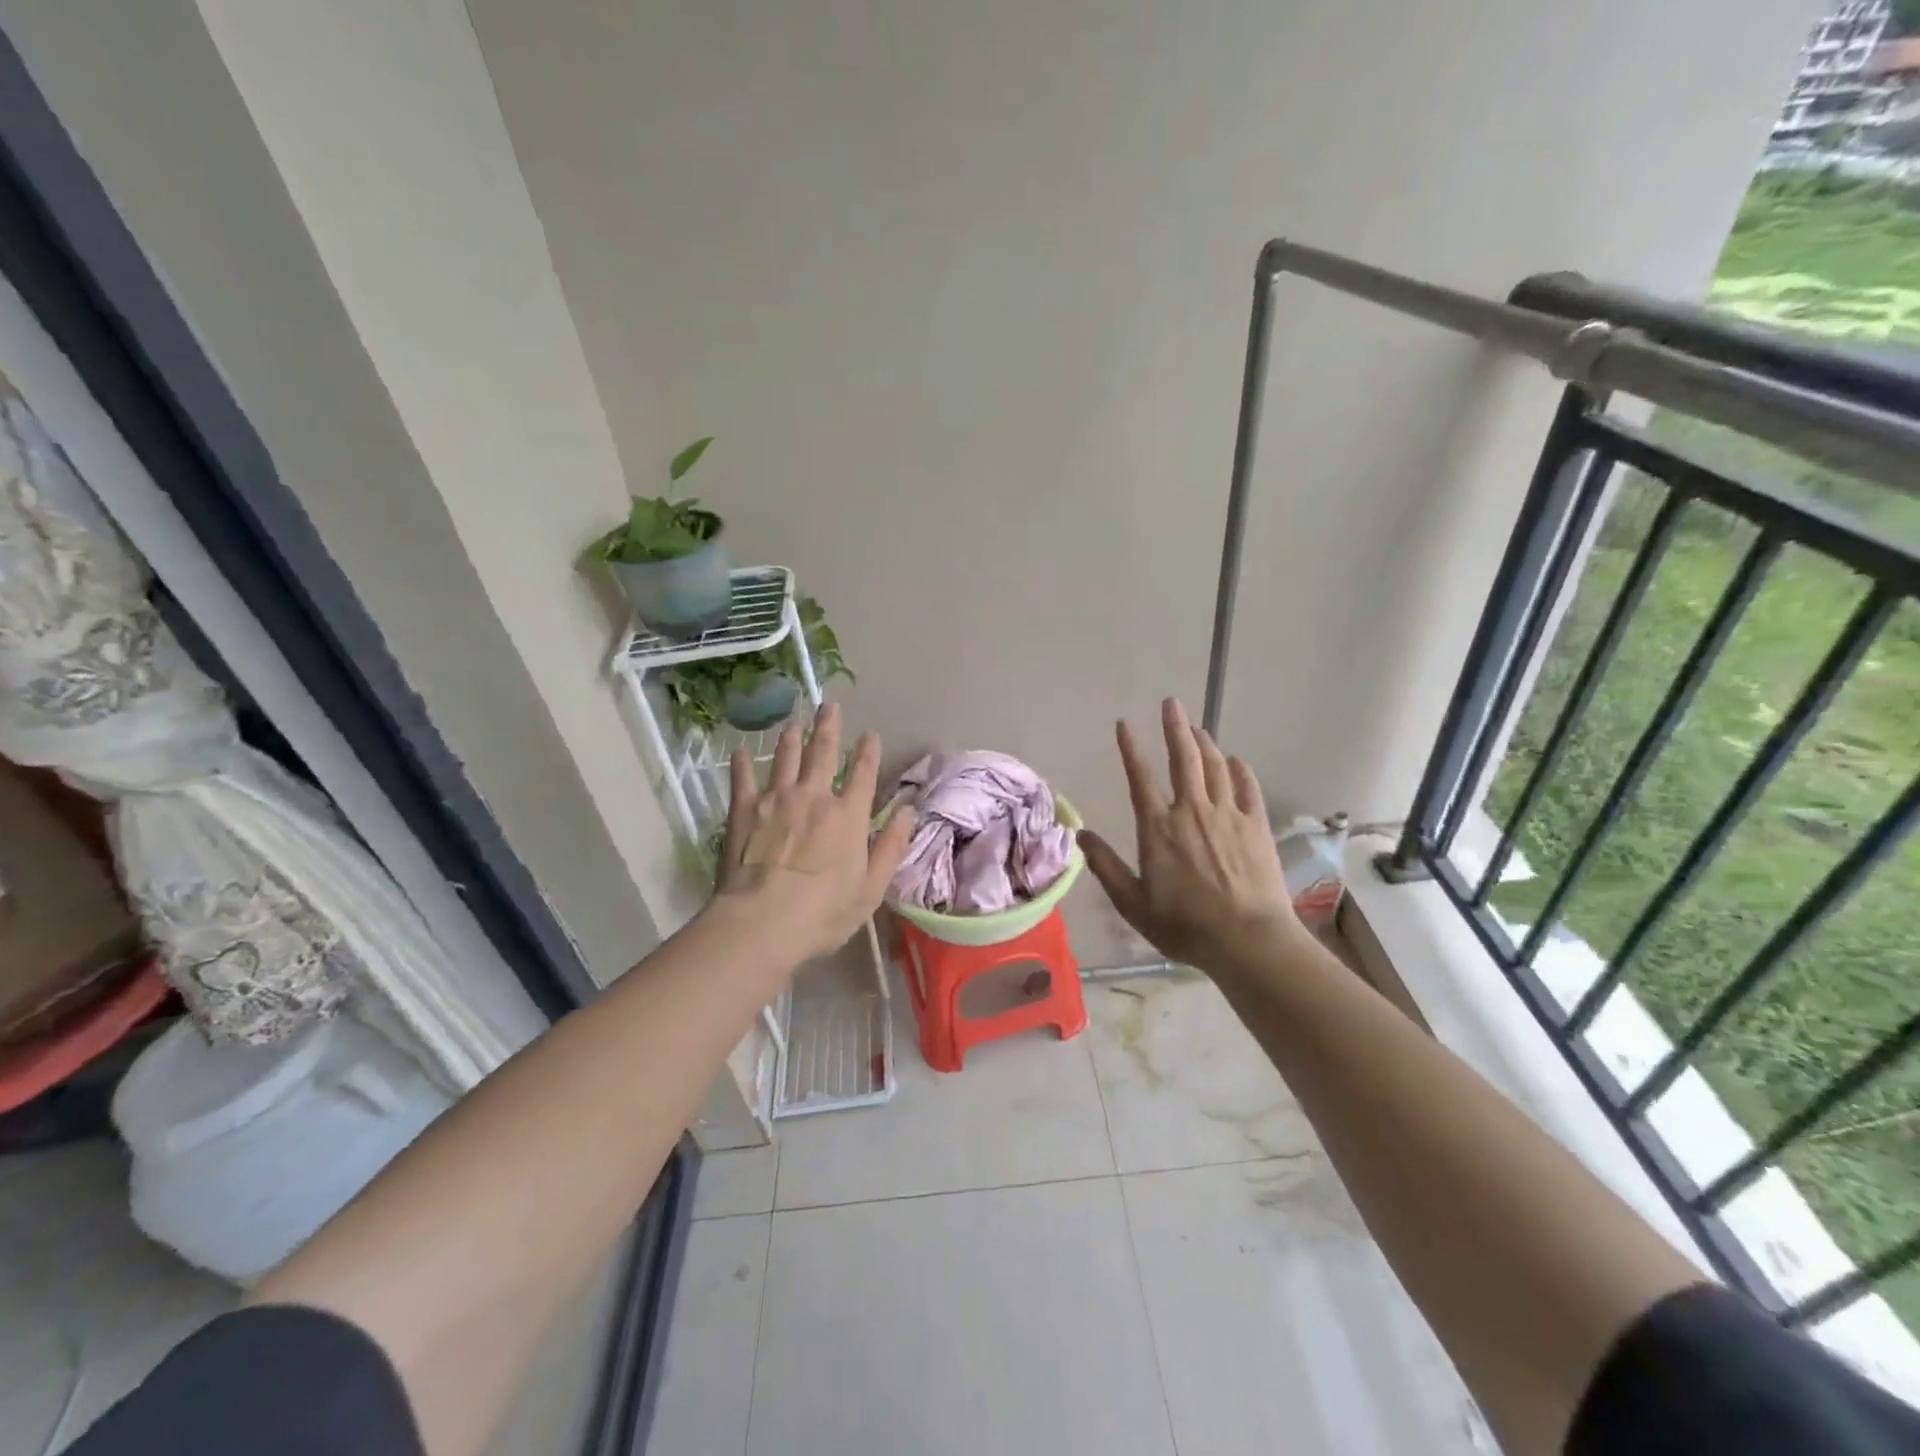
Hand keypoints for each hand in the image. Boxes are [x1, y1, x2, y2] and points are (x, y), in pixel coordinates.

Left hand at [714, 704, 915, 963]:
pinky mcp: (744, 811)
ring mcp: (776, 800)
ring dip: (791, 737)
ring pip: (785, 758)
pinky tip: (740, 752)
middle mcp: (814, 797)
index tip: (870, 735)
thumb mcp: (871, 887)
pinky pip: (743, 779)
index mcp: (848, 815)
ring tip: (793, 722)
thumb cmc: (823, 913)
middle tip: (829, 706)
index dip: (868, 752)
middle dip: (828, 727)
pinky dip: (742, 764)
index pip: (863, 773)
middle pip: (823, 753)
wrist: (761, 923)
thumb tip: (908, 811)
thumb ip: (891, 846)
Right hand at [1080, 698, 1302, 979]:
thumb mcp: (1133, 903)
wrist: (1247, 939)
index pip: (1139, 777)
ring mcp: (1228, 815)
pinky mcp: (1256, 825)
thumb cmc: (1184, 925)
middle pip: (1184, 758)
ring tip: (1198, 729)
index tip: (1124, 724)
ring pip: (1216, 766)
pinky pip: (1248, 787)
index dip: (1130, 748)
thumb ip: (1106, 866)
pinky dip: (1240, 769)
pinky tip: (1236, 760)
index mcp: (1158, 827)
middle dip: (1175, 727)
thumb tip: (1081, 834)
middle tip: (1171, 703)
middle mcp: (1191, 810)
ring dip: (1205, 744)